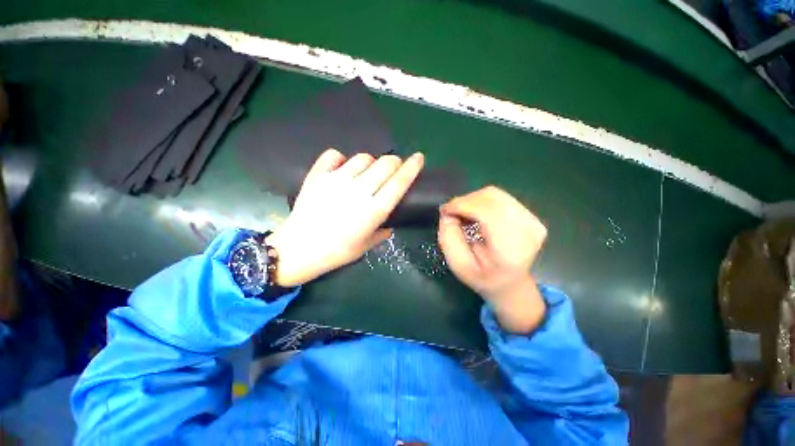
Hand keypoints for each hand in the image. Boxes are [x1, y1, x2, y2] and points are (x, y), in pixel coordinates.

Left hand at [267, 149, 424, 286]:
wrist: (298, 249)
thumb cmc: (336, 252)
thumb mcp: (366, 246)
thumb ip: (383, 232)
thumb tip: (390, 222)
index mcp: (373, 210)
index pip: (399, 183)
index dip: (412, 167)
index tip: (419, 158)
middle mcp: (358, 191)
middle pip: (385, 163)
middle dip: (394, 163)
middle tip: (392, 170)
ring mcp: (337, 181)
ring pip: (363, 157)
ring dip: (371, 163)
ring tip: (367, 173)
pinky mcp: (318, 176)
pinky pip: (334, 155)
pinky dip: (341, 158)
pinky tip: (342, 168)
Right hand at [438, 186, 546, 333]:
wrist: (511, 283)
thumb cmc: (483, 277)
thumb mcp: (458, 265)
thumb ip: (449, 238)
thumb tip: (448, 214)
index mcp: (510, 250)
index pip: (487, 212)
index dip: (462, 205)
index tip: (444, 211)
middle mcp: (528, 231)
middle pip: (491, 198)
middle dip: (465, 201)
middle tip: (451, 213)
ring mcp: (533, 222)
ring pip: (495, 194)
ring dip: (473, 200)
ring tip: (463, 214)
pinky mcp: (532, 216)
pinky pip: (501, 198)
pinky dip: (483, 201)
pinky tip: (476, 214)